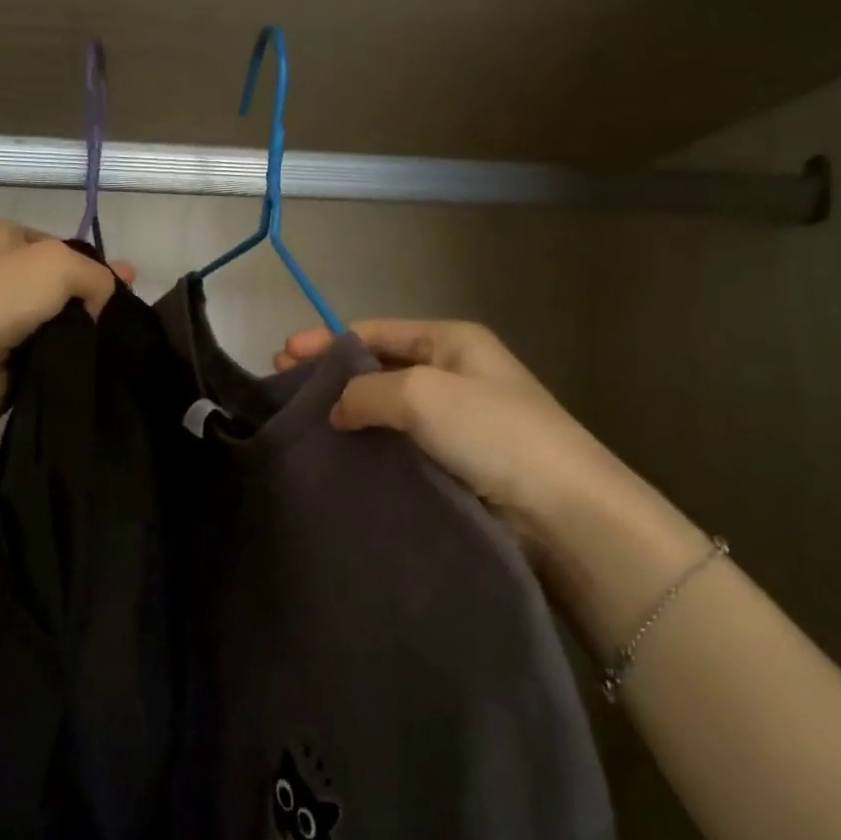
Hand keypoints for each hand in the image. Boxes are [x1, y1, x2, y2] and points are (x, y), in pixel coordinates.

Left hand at [0, 222, 127, 484]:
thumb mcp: (60, 264)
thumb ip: (98, 275)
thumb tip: (105, 306)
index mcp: (3, 238)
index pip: (62, 246)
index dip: (95, 264)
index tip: (126, 287)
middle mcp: (0, 276)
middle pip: (63, 287)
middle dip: (94, 301)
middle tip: (126, 322)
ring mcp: (3, 322)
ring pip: (61, 325)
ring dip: (85, 336)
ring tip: (115, 348)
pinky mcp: (8, 362)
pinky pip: (52, 358)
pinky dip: (70, 363)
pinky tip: (92, 369)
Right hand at [275, 319, 620, 557]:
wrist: (558, 507)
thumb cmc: (492, 432)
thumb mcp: (421, 392)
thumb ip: (366, 390)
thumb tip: (336, 410)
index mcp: (451, 341)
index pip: (374, 331)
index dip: (326, 341)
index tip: (283, 357)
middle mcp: (450, 374)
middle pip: (376, 367)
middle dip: (329, 376)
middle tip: (282, 391)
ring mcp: (451, 421)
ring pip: (383, 410)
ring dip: (344, 414)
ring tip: (299, 428)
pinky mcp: (450, 462)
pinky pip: (396, 445)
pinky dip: (365, 446)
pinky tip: (336, 458)